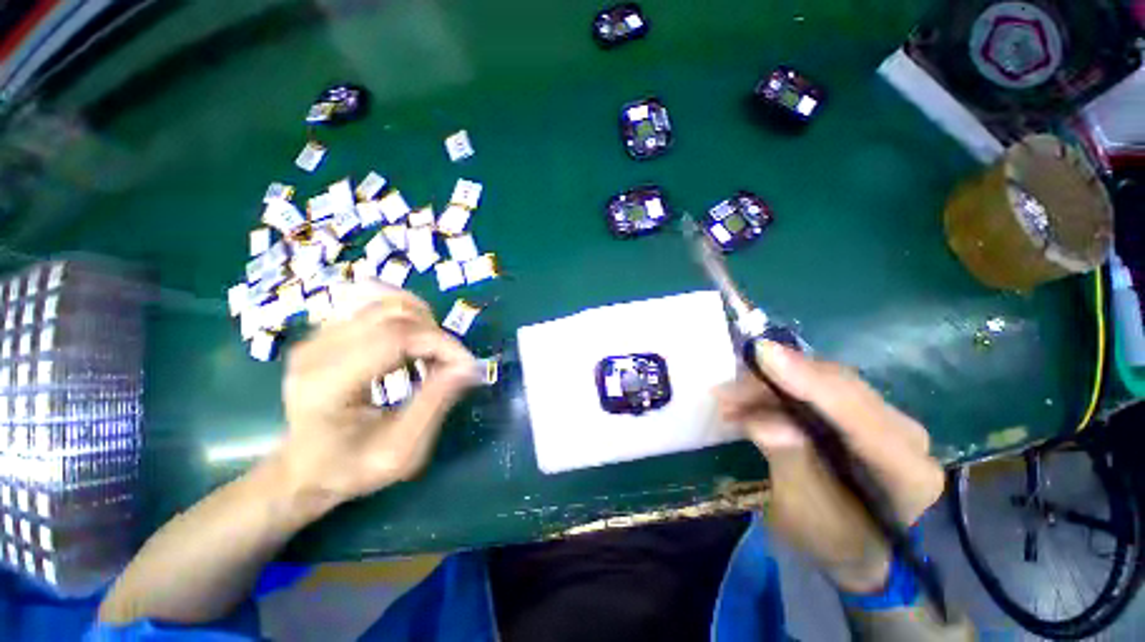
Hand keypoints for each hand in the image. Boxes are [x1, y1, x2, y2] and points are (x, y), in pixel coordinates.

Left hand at [276, 283, 478, 515]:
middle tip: (450, 363)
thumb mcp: (400, 451)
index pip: (394, 338)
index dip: (440, 344)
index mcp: (326, 386)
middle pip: (393, 314)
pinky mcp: (326, 332)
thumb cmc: (351, 468)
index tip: (466, 365)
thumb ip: (434, 404)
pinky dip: (407, 319)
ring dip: (424, 323)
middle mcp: (315, 351)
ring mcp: (317, 337)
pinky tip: (414, 343)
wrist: (303, 468)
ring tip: (433, 353)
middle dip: (436, 333)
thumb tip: (468, 366)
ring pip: (387, 303)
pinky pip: (377, 307)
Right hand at [714, 341, 944, 592]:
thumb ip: (792, 466)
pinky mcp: (865, 413)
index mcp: (907, 472)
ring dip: (772, 385)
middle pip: (838, 386)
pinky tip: (750, 402)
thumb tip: (764, 422)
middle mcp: (906, 435)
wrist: (862, 550)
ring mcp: (887, 419)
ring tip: (729, 400)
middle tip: (726, 391)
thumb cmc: (834, 542)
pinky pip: (819, 387)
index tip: (763, 354)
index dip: (808, 380)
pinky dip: (779, 390)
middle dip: (775, 381)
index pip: (858, 413)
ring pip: (824, 381)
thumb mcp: (806, 517)